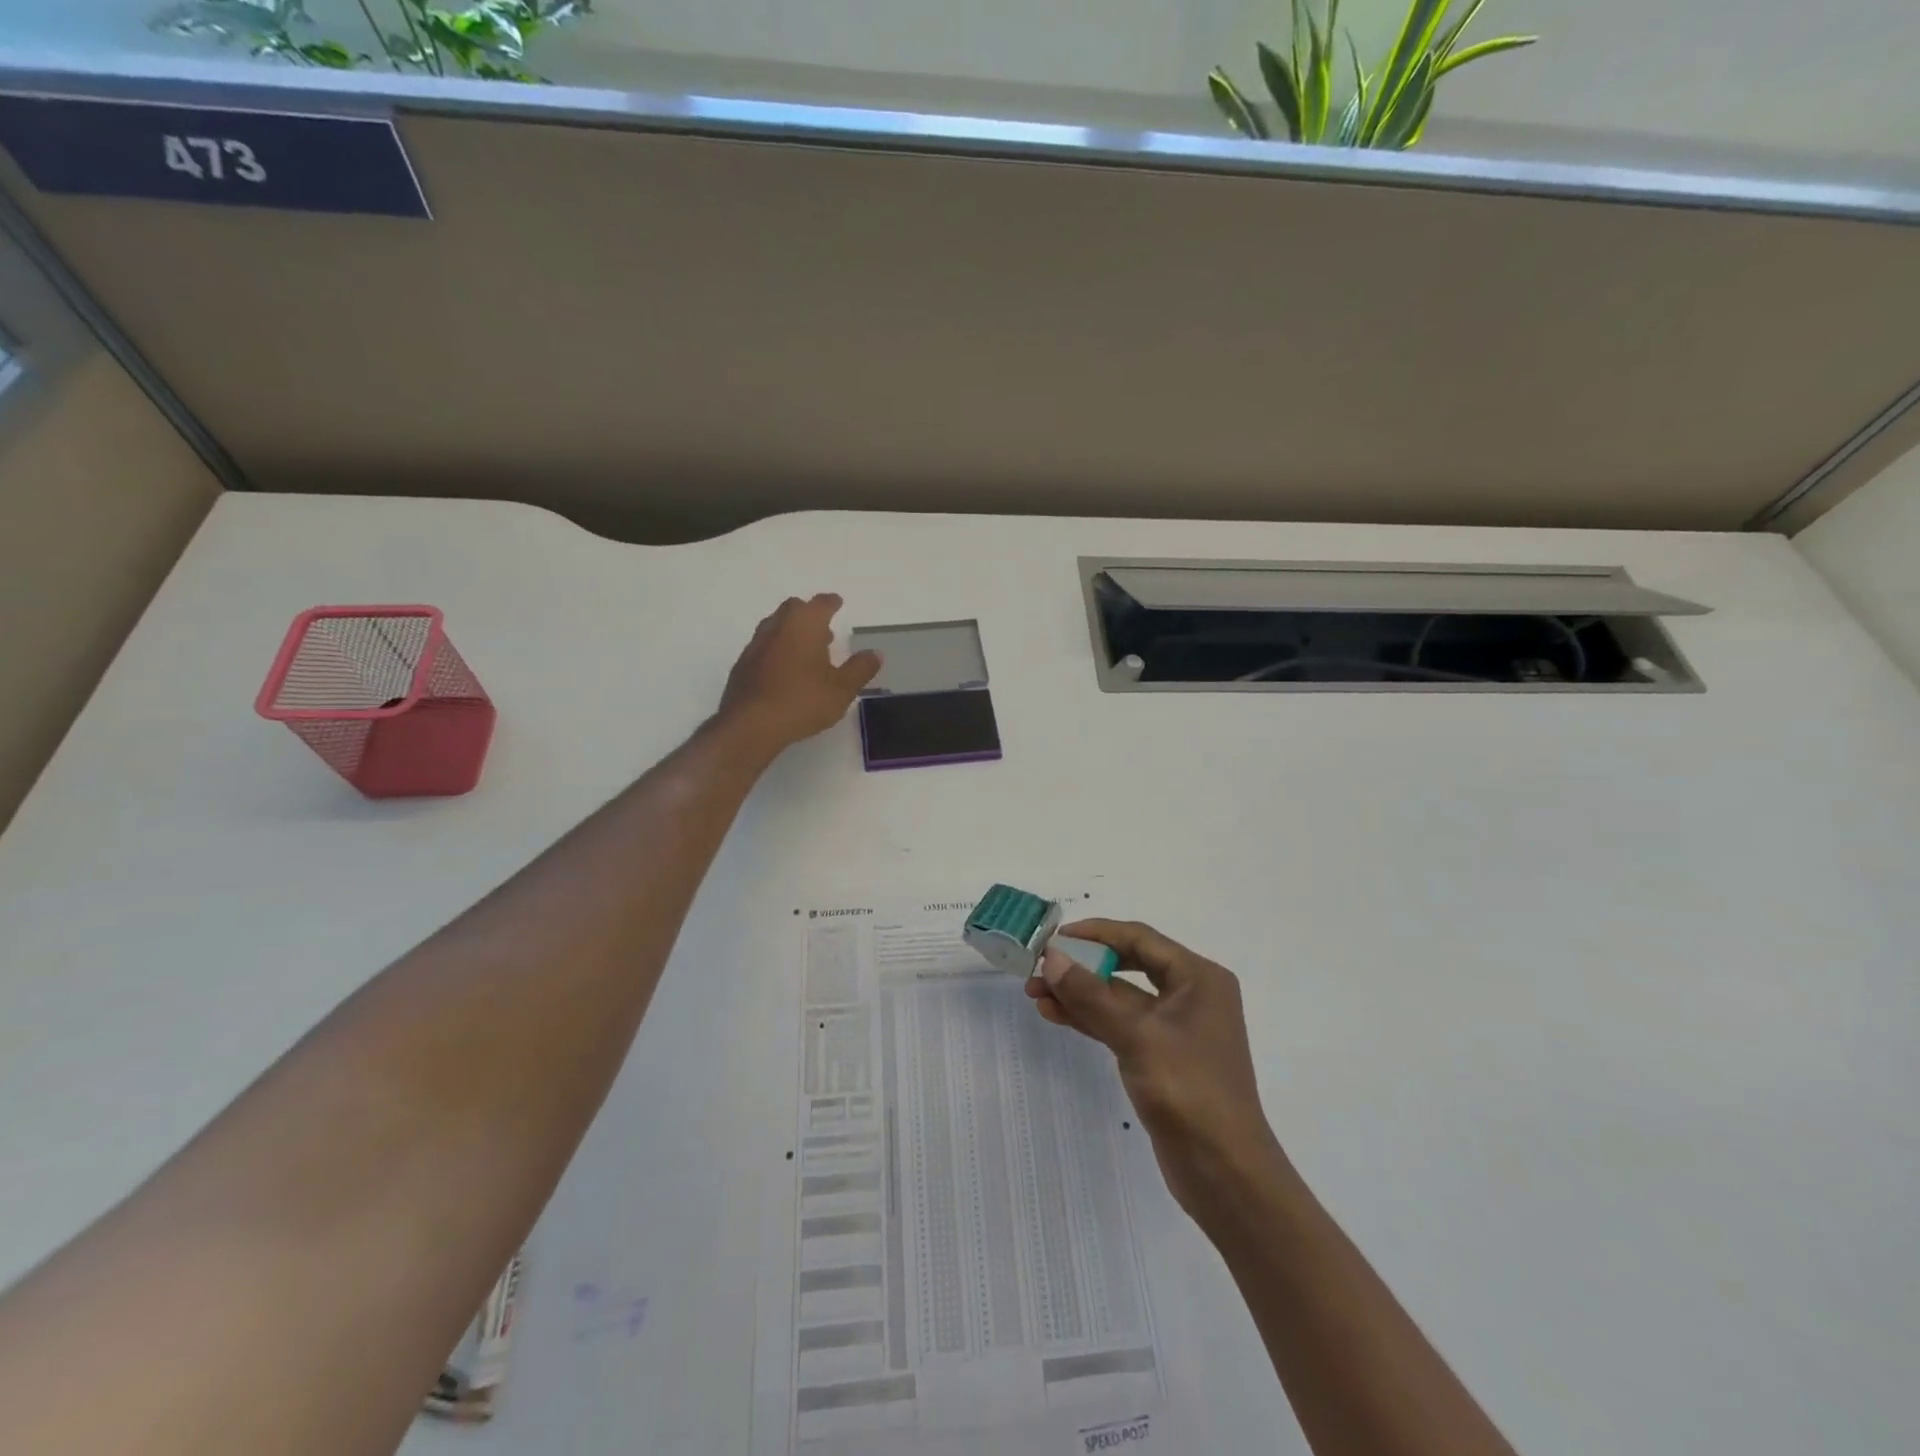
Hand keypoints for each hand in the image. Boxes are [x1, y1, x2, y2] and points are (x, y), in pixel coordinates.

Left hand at [719, 594, 880, 752]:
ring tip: (807, 651)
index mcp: (804, 624)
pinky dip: (777, 650)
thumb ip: (860, 669)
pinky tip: (785, 671)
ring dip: (792, 632)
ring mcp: (756, 644)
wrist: (751, 724)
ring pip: (776, 626)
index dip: (831, 602)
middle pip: (794, 609)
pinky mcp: (743, 665)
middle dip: (809, 614)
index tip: (837, 603)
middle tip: (824, 629)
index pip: (821, 603)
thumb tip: (875, 653)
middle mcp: (777, 626)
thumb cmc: (803, 701)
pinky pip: (764, 647)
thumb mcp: (842, 689)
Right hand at [1027, 919, 1284, 1218]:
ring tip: (1035, 992)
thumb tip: (1052, 958)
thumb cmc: (1188, 1091)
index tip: (1056, 938)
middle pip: (1129, 965)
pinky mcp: (1163, 1057)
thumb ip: (1091, 995)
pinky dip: (1091, 1019)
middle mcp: (1191, 995)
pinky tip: (1056, 1014)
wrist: (1225, 1173)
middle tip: (1041, 968)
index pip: (1140, 939)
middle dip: (1084, 966)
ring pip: (1121, 998)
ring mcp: (1177, 1028)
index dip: (1096, 933)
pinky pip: (1122, 1025)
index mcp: (1199, 977)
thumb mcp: (1136, 1036)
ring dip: (1081, 994)